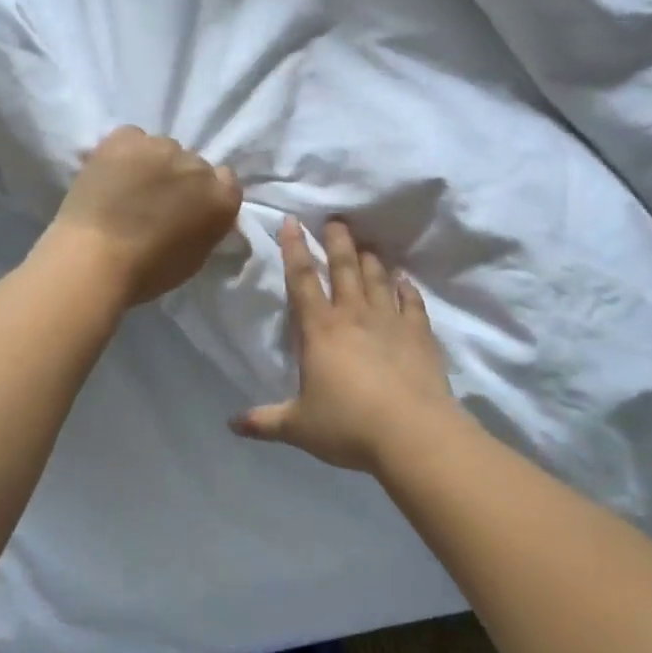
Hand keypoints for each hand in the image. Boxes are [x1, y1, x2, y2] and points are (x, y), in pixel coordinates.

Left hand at [39, 126, 242, 305]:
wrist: (95, 259)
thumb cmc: (148, 272)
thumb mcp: (195, 257)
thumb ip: (206, 227)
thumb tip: (197, 215)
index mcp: (222, 198)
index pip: (225, 180)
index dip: (205, 193)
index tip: (187, 207)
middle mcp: (198, 165)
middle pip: (193, 163)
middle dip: (178, 178)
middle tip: (154, 201)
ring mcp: (161, 147)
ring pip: (162, 148)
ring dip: (152, 163)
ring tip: (127, 186)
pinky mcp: (125, 139)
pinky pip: (131, 137)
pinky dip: (124, 152)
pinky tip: (110, 173)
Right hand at [233, 217, 460, 472]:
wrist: (412, 433)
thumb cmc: (348, 426)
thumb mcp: (299, 427)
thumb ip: (265, 421)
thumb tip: (232, 424)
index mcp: (320, 330)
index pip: (301, 280)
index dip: (294, 248)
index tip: (292, 221)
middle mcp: (354, 315)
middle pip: (344, 267)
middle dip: (337, 241)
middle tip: (336, 219)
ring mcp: (390, 321)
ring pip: (377, 279)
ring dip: (370, 259)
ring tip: (367, 244)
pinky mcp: (420, 334)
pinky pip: (412, 302)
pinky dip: (407, 287)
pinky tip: (404, 279)